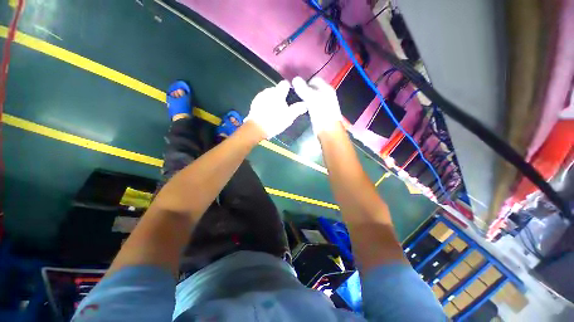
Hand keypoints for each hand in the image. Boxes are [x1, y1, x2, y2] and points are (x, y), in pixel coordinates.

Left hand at [245, 80, 306, 138]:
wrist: (256, 129)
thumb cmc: (274, 122)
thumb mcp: (289, 117)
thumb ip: (297, 109)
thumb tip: (305, 104)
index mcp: (277, 93)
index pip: (285, 83)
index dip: (289, 89)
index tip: (291, 98)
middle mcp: (268, 91)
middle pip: (277, 89)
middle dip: (281, 96)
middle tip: (284, 108)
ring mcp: (260, 96)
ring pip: (270, 95)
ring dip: (273, 100)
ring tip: (275, 111)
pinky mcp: (254, 102)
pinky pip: (263, 100)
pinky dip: (266, 103)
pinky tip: (267, 113)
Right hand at [292, 76, 342, 133]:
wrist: (328, 130)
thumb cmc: (322, 113)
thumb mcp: (312, 99)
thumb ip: (304, 89)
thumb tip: (295, 79)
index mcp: (326, 89)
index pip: (315, 80)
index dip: (305, 82)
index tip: (296, 88)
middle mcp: (326, 95)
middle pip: (313, 89)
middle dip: (304, 91)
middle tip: (295, 95)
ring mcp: (323, 105)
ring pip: (312, 98)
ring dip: (305, 99)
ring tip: (296, 102)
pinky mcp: (319, 113)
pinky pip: (311, 106)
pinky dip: (306, 106)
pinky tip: (301, 109)